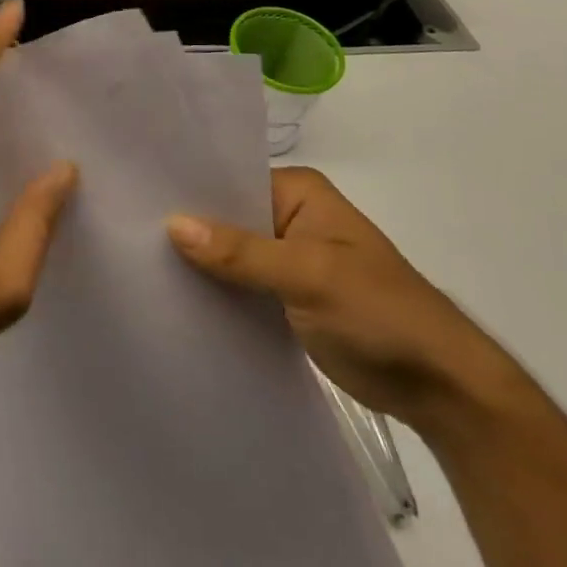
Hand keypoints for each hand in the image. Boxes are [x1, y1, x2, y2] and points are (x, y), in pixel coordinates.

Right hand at [166, 168, 517, 432]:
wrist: (440, 387)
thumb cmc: (380, 313)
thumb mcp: (309, 277)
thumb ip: (241, 252)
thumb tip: (172, 224)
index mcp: (299, 192)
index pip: (227, 179)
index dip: (186, 191)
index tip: (134, 200)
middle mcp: (289, 215)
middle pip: (224, 215)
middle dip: (185, 228)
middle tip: (126, 234)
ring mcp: (287, 257)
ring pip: (228, 252)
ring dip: (197, 262)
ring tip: (137, 264)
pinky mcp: (285, 295)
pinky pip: (239, 284)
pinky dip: (215, 290)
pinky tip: (174, 297)